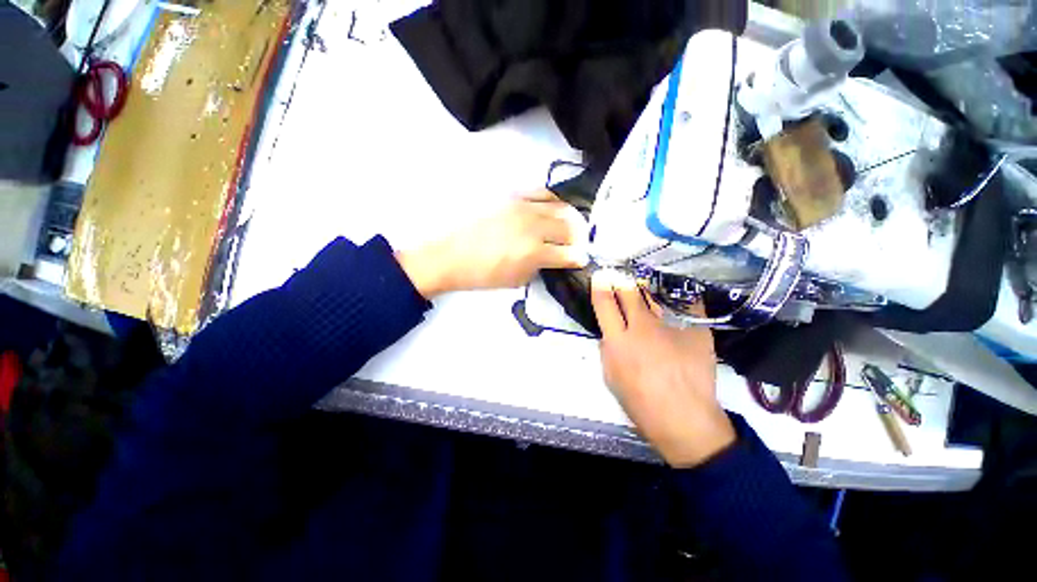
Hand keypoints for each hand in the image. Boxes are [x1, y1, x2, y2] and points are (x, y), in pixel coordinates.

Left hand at [396, 190, 588, 297]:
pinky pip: (542, 192)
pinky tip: (553, 209)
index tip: (582, 258)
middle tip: (575, 244)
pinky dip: (553, 201)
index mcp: (534, 253)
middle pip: (569, 227)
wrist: (450, 255)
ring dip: (569, 219)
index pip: (570, 253)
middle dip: (577, 238)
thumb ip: (541, 267)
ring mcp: (523, 207)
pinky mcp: (512, 196)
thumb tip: (555, 258)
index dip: (579, 257)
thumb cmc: (483, 275)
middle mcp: (533, 226)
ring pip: (560, 207)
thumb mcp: (517, 280)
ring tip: (568, 227)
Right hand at [590, 270, 734, 467]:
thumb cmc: (640, 403)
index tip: (600, 276)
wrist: (684, 420)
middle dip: (622, 280)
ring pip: (654, 298)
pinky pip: (686, 308)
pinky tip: (677, 301)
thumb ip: (608, 349)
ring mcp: (671, 327)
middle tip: (620, 276)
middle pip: (629, 292)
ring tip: (643, 287)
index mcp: (618, 341)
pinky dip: (677, 303)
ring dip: (645, 291)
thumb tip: (611, 333)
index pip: (604, 303)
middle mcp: (642, 328)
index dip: (600, 286)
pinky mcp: (696, 331)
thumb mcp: (610, 376)